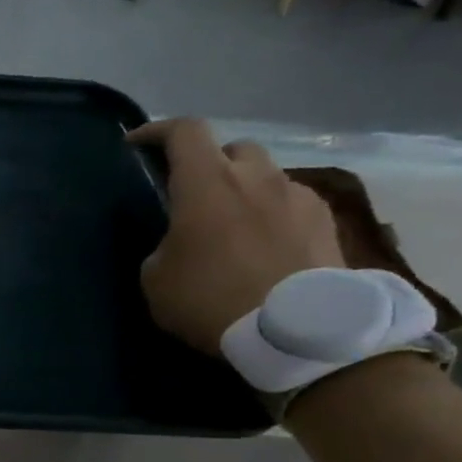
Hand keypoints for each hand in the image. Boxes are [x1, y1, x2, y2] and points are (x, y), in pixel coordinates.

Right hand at [128, 118, 343, 355]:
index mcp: (206, 184)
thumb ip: (164, 244)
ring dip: (245, 190)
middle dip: (210, 163)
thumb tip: (179, 239)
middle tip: (193, 194)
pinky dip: (272, 213)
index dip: (157, 131)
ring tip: (232, 225)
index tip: (137, 145)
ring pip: (265, 175)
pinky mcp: (325, 220)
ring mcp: (297, 195)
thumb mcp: (156, 278)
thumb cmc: (209, 299)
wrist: (294, 330)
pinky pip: (291, 202)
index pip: (184, 131)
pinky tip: (264, 246)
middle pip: (232, 148)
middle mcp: (256, 176)